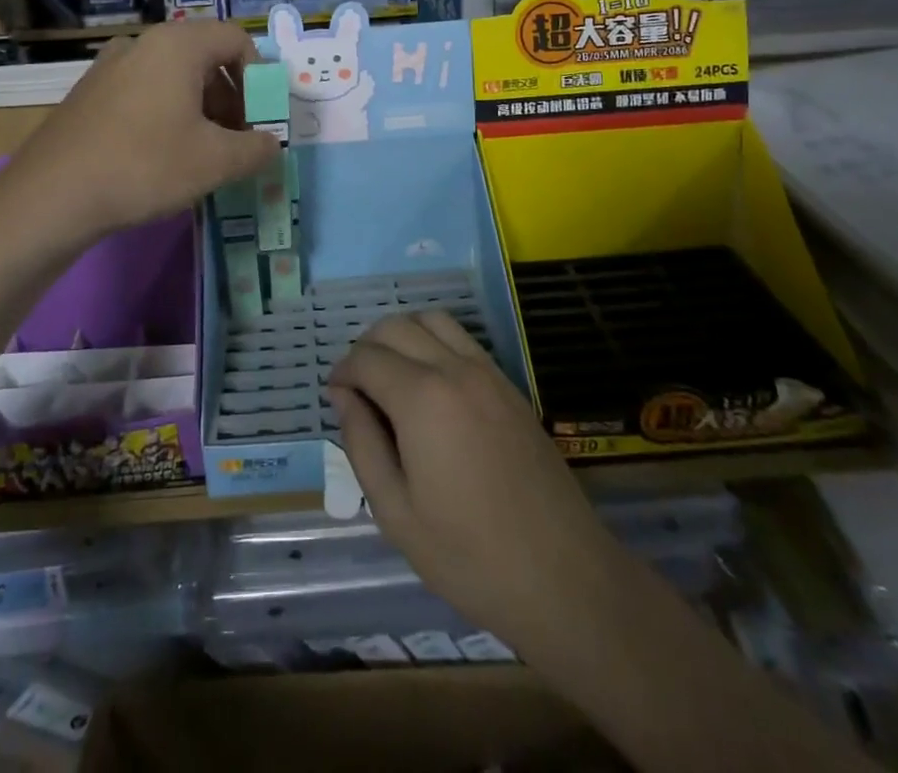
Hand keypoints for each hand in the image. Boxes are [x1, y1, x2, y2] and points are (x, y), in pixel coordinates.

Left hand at [9, 21, 280, 236]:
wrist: (51, 195)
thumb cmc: (145, 166)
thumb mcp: (215, 161)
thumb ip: (256, 148)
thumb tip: (270, 143)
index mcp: (177, 45)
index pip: (237, 40)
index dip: (260, 77)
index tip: (261, 118)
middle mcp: (143, 43)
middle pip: (206, 57)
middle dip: (232, 97)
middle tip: (238, 139)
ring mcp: (111, 66)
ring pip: (174, 76)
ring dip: (202, 108)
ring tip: (205, 153)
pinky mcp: (90, 92)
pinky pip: (145, 90)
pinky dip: (168, 113)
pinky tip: (164, 156)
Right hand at [329, 313, 628, 660]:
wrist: (562, 577)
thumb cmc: (469, 556)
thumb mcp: (395, 512)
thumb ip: (362, 443)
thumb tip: (343, 396)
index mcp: (422, 398)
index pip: (366, 358)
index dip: (342, 372)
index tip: (334, 397)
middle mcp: (454, 368)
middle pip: (396, 326)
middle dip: (366, 347)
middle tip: (357, 388)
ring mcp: (487, 372)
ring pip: (432, 320)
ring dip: (402, 334)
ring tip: (390, 375)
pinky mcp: (509, 385)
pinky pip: (462, 339)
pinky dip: (434, 341)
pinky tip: (429, 384)